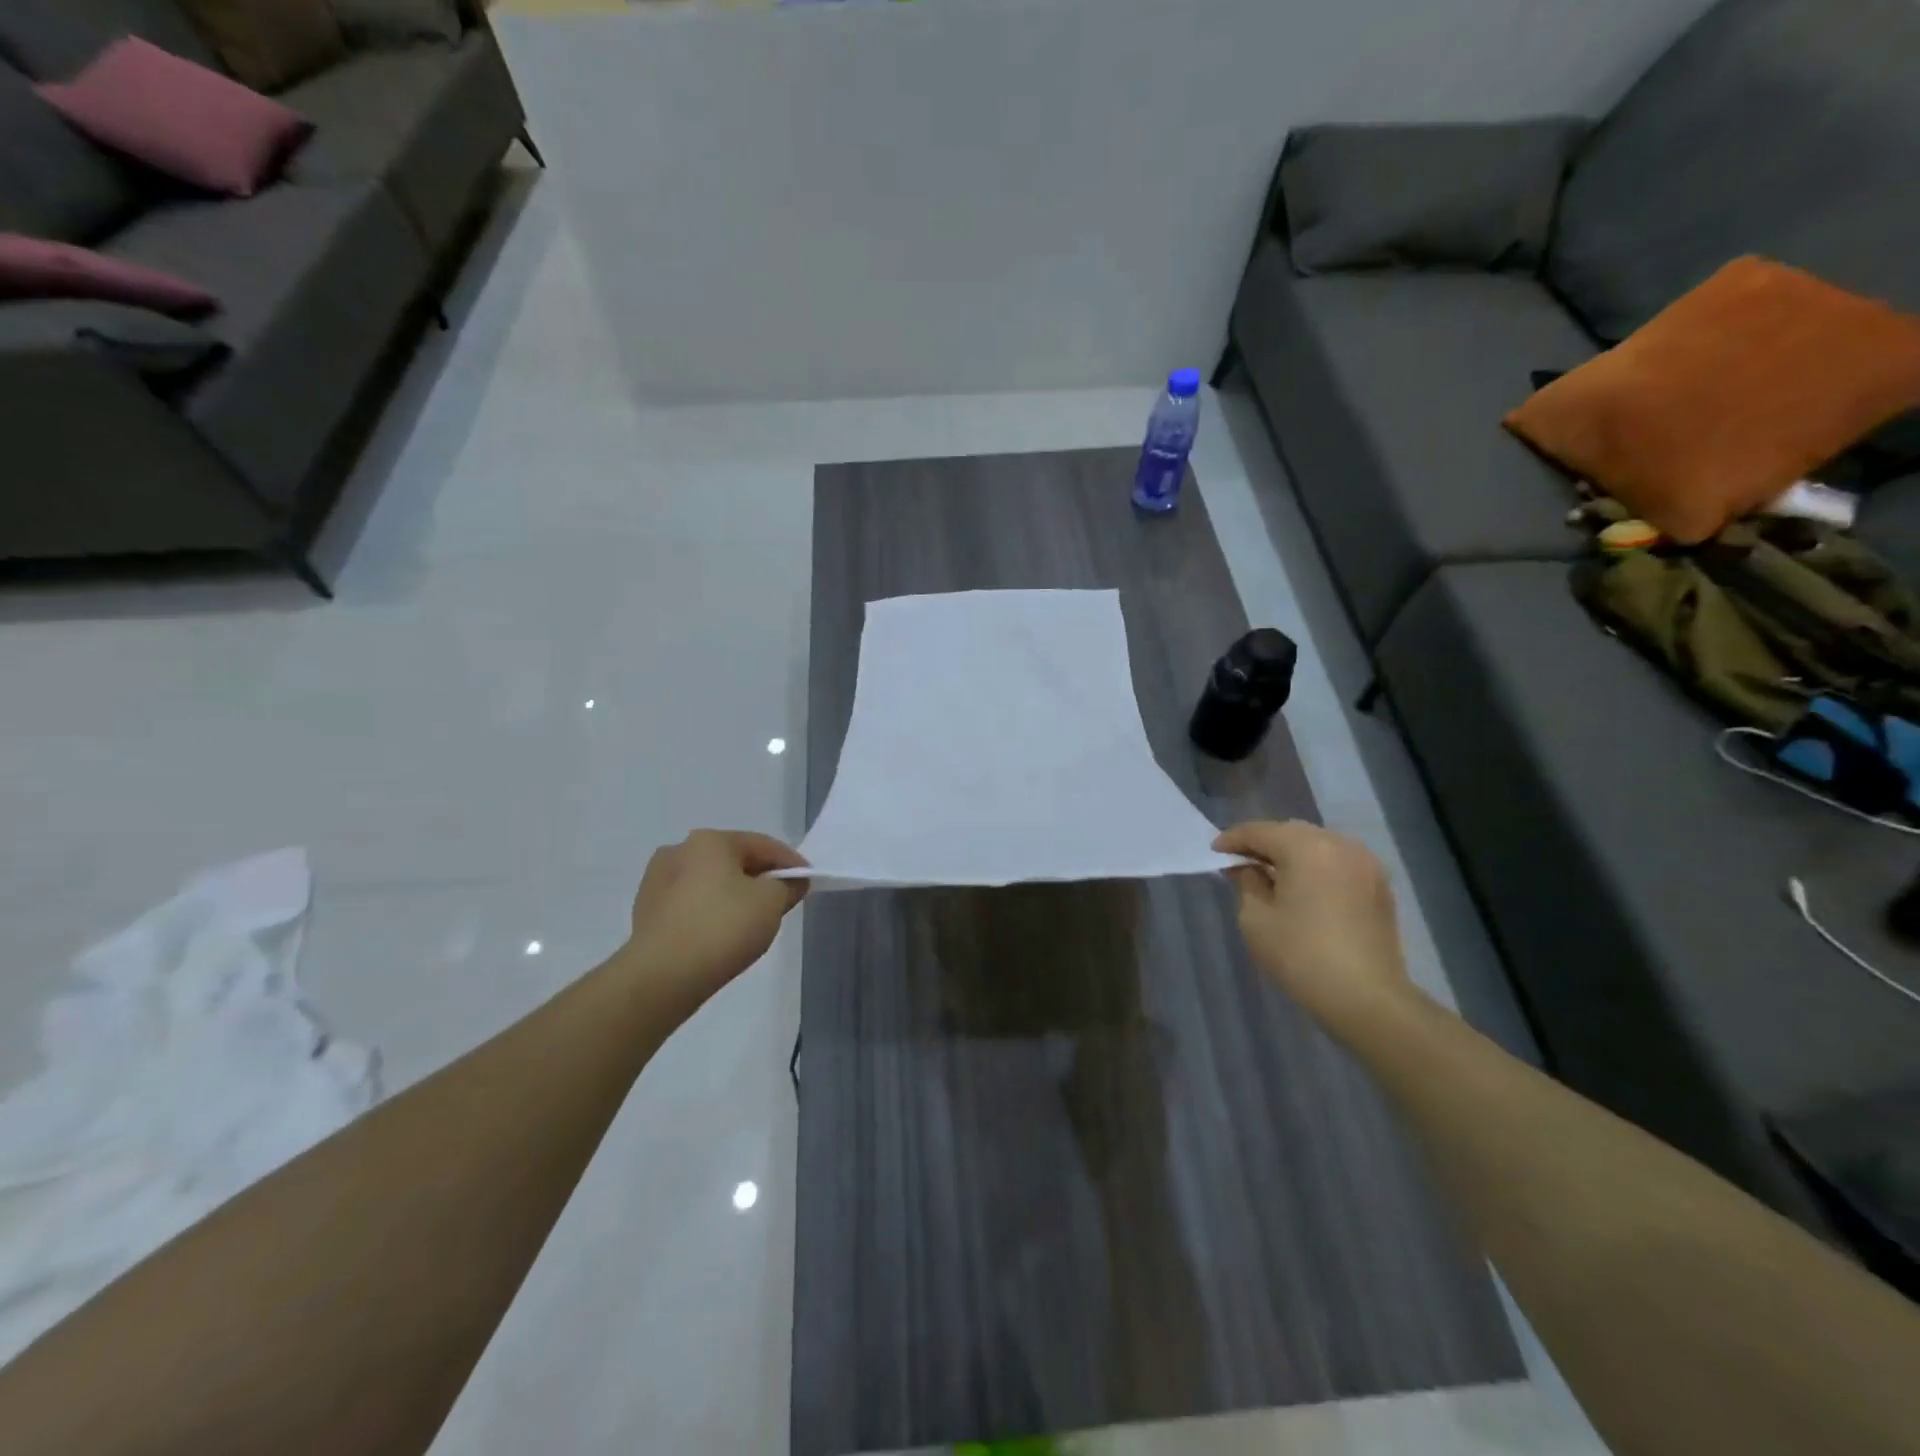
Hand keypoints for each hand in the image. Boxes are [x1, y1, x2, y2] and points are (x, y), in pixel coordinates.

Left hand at [622, 830, 807, 1013]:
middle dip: (760, 878)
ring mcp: (656, 881)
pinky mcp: (646, 912)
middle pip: (734, 860)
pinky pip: (690, 903)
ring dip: (733, 894)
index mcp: (710, 841)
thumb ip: (788, 886)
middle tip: (782, 900)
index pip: (763, 845)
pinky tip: (720, 933)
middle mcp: (679, 851)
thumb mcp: (771, 903)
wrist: (661, 977)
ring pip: (710, 882)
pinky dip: (710, 911)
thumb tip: (792, 881)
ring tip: (751, 920)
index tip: (808, 881)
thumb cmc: (723, 928)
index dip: (791, 862)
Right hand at [1213, 821, 1418, 1033]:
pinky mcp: (1378, 884)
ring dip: (1291, 853)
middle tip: (1239, 862)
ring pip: (1317, 844)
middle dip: (1263, 843)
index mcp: (1305, 847)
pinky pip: (1337, 861)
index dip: (1232, 840)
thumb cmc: (1301, 955)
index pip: (1259, 831)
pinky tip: (1302, 887)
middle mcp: (1339, 844)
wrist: (1367, 998)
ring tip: (1270, 874)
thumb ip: (1246, 882)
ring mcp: (1365, 863)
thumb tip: (1245, 867)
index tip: (1214, 852)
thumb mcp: (1256, 919)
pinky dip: (1315, 866)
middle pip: (1290, 832)